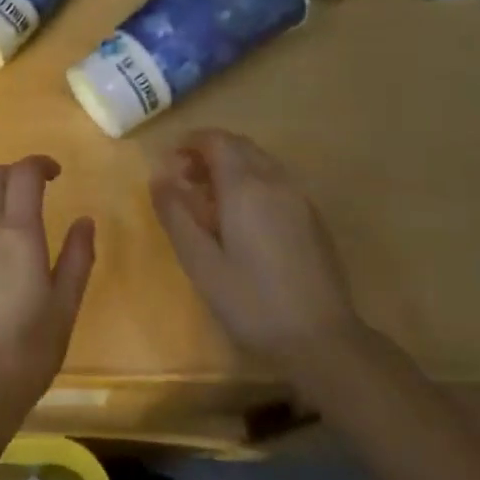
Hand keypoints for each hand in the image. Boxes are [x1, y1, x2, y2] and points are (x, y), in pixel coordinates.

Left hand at [0, 156, 95, 423]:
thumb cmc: (28, 350)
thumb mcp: (65, 305)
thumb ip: (77, 256)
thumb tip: (84, 220)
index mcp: (17, 234)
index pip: (23, 174)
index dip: (39, 164)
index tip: (55, 173)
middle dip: (14, 173)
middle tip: (34, 190)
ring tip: (7, 213)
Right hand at [150, 130, 366, 384]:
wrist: (321, 339)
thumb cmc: (251, 301)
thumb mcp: (200, 262)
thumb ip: (175, 214)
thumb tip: (158, 177)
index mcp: (245, 186)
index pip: (216, 140)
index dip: (189, 142)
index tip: (168, 162)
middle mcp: (275, 180)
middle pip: (239, 146)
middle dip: (208, 152)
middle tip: (182, 180)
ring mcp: (299, 197)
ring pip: (259, 162)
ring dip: (230, 167)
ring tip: (207, 200)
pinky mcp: (312, 217)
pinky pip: (275, 181)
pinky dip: (251, 182)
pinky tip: (240, 218)